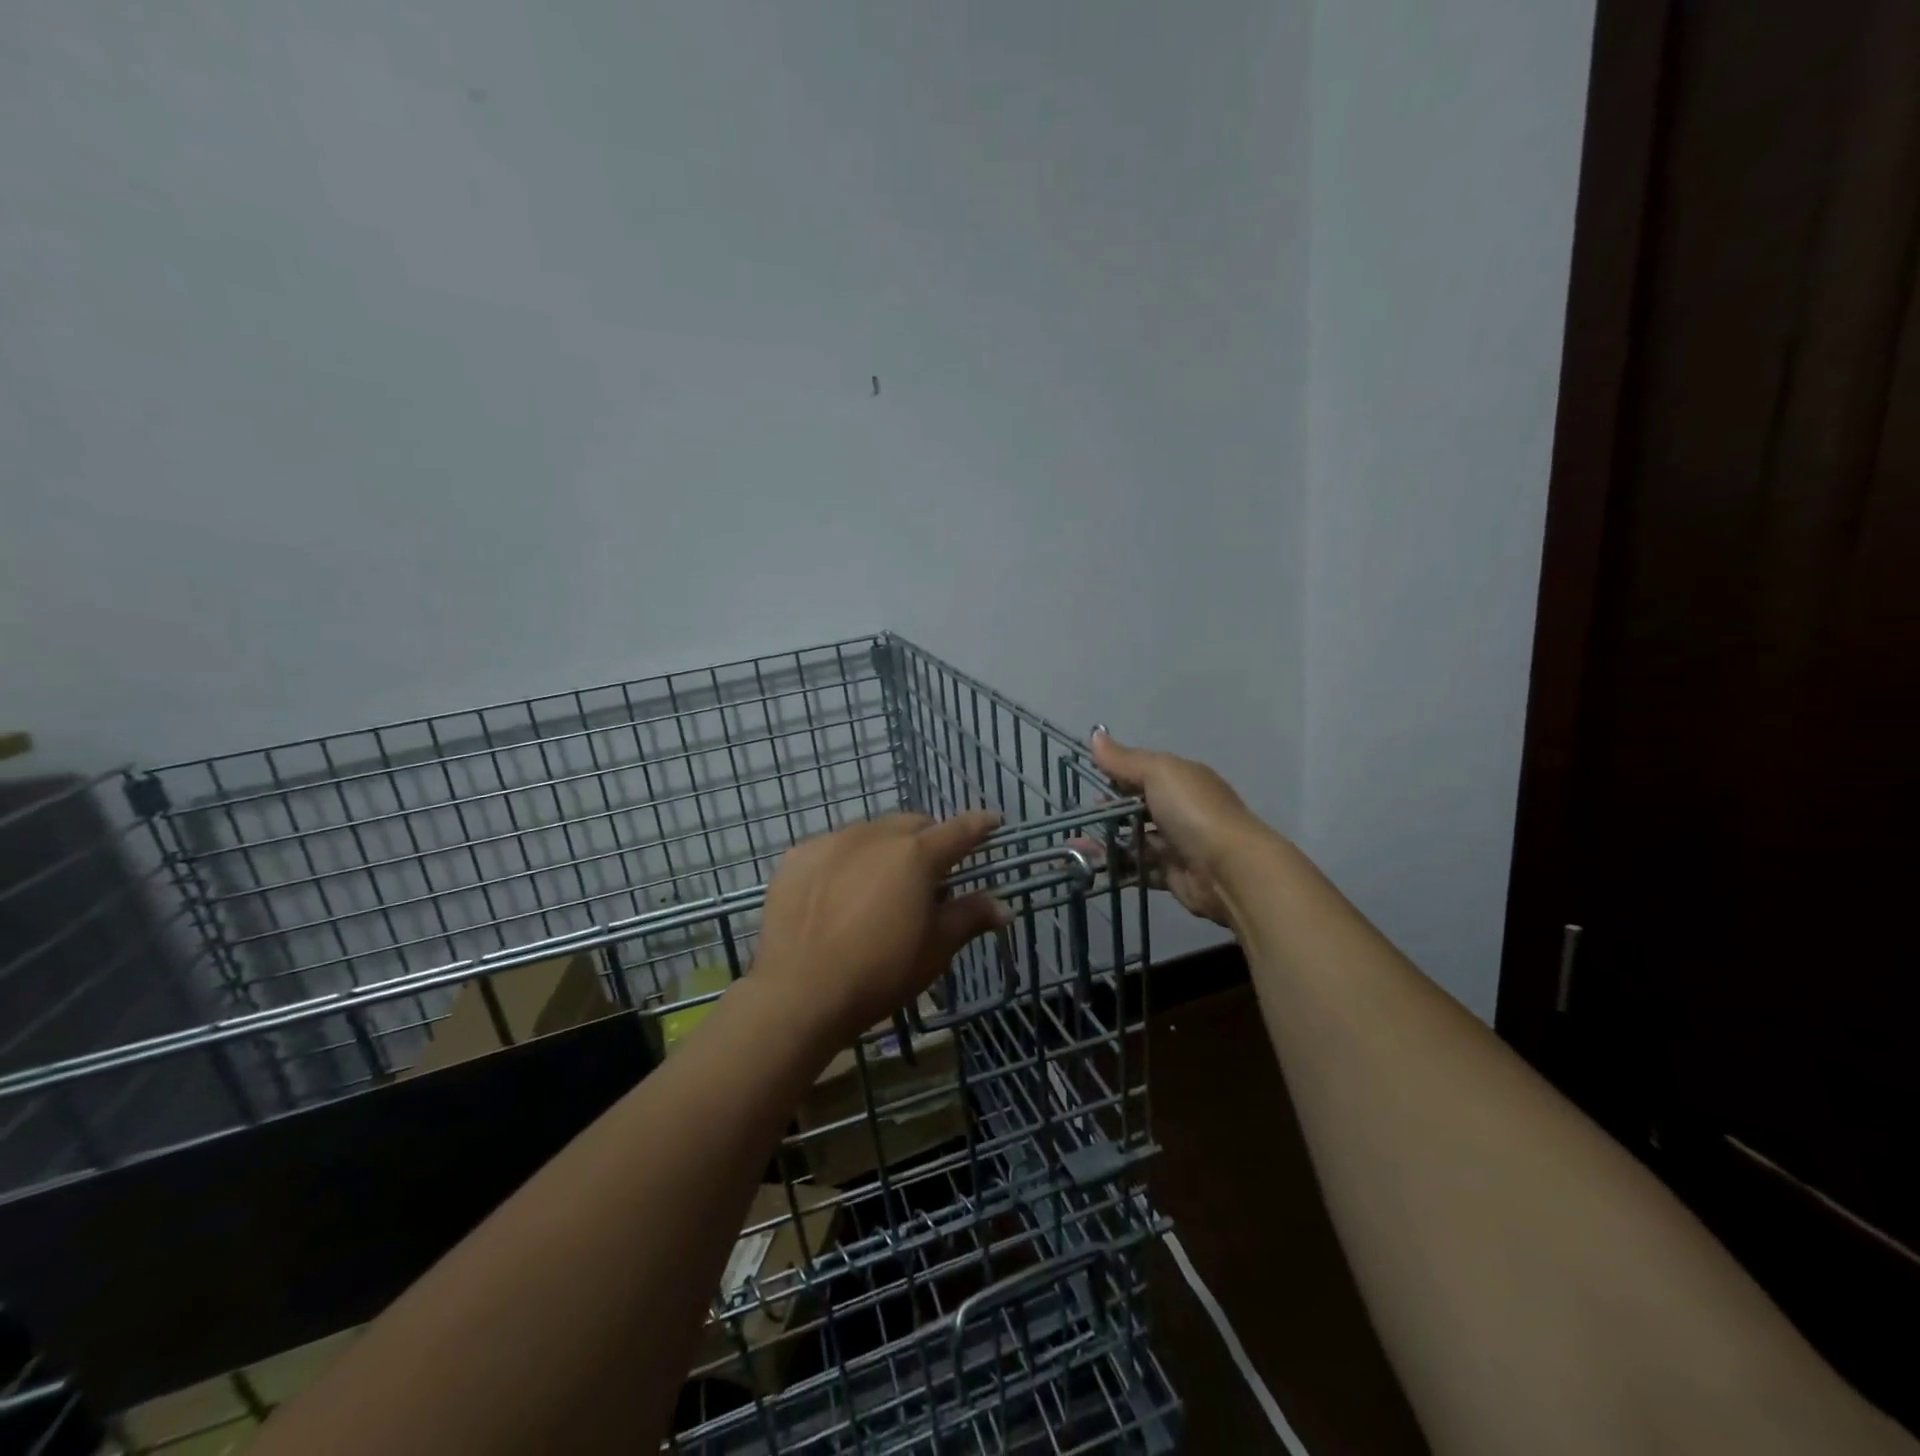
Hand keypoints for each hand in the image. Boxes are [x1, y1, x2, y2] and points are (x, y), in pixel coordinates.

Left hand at [753, 811, 1008, 1048]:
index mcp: (916, 855)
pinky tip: (838, 894)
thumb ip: (969, 917)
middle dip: (928, 840)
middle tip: (930, 874)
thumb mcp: (935, 949)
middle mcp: (875, 836)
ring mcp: (832, 842)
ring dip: (885, 849)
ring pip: (871, 832)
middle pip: (913, 825)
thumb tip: (1003, 906)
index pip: (959, 830)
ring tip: (880, 886)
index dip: (980, 825)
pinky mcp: (798, 857)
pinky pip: (832, 848)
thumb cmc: (880, 973)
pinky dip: (845, 861)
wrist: (798, 993)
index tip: (993, 821)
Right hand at [1089, 729, 1268, 926]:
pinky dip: (1118, 867)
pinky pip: (1139, 869)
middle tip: (1077, 817)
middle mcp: (1181, 810)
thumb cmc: (1193, 811)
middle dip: (1107, 812)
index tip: (1086, 782)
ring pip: (1135, 840)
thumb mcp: (1158, 772)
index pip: (1142, 773)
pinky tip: (1092, 866)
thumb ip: (1124, 759)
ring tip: (1075, 844)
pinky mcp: (1172, 875)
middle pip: (1137, 808)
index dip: (1115, 775)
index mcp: (1181, 780)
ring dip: (1108, 841)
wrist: (1229, 869)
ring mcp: (1177, 844)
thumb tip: (1095, 735)